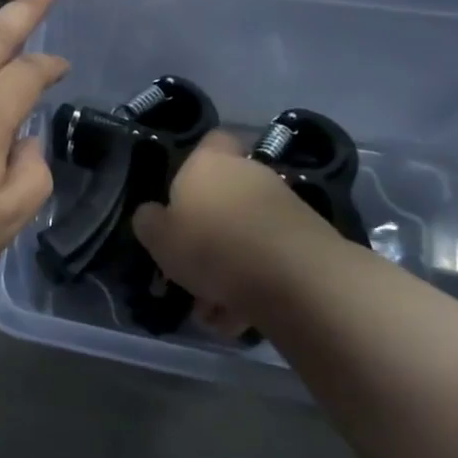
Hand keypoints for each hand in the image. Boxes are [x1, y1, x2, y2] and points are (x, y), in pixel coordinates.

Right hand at [132, 135, 338, 337]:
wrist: (297, 279)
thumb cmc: (212, 246)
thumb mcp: (159, 238)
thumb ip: (150, 222)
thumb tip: (154, 215)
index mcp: (209, 164)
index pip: (211, 140)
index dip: (197, 162)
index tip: (183, 193)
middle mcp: (249, 174)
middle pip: (225, 196)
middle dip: (209, 231)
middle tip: (191, 266)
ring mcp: (284, 205)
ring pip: (245, 235)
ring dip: (229, 267)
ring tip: (214, 309)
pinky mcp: (308, 238)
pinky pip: (268, 259)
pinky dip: (254, 283)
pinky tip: (240, 317)